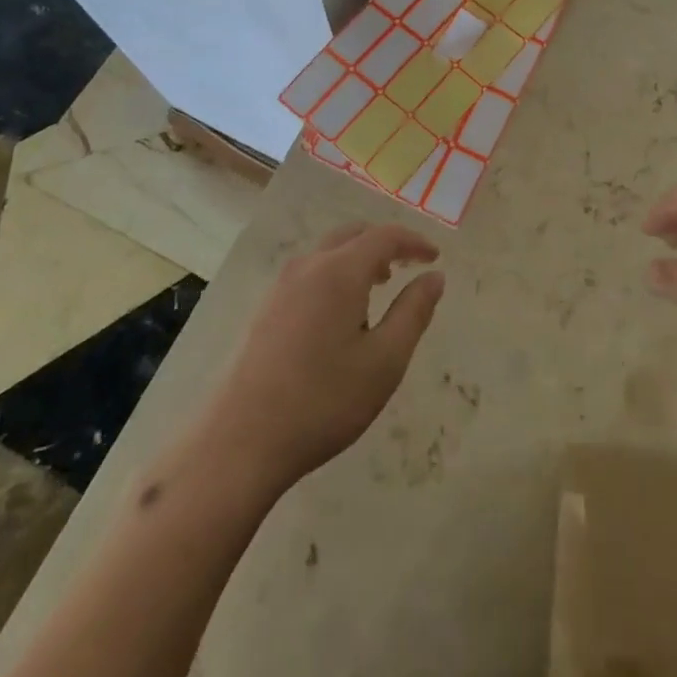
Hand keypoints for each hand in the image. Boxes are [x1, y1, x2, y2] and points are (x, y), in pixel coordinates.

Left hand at [192, 223, 445, 491]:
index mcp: (339, 272)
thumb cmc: (324, 400)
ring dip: (359, 258)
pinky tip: (342, 313)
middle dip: (385, 244)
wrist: (241, 442)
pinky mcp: (266, 308)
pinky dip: (336, 273)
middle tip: (409, 265)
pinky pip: (310, 272)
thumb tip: (434, 276)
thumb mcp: (385, 360)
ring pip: (328, 252)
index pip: (384, 236)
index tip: (435, 258)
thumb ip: (414, 312)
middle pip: (353, 235)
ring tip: (379, 287)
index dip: (414, 242)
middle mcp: (308, 267)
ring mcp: (281, 286)